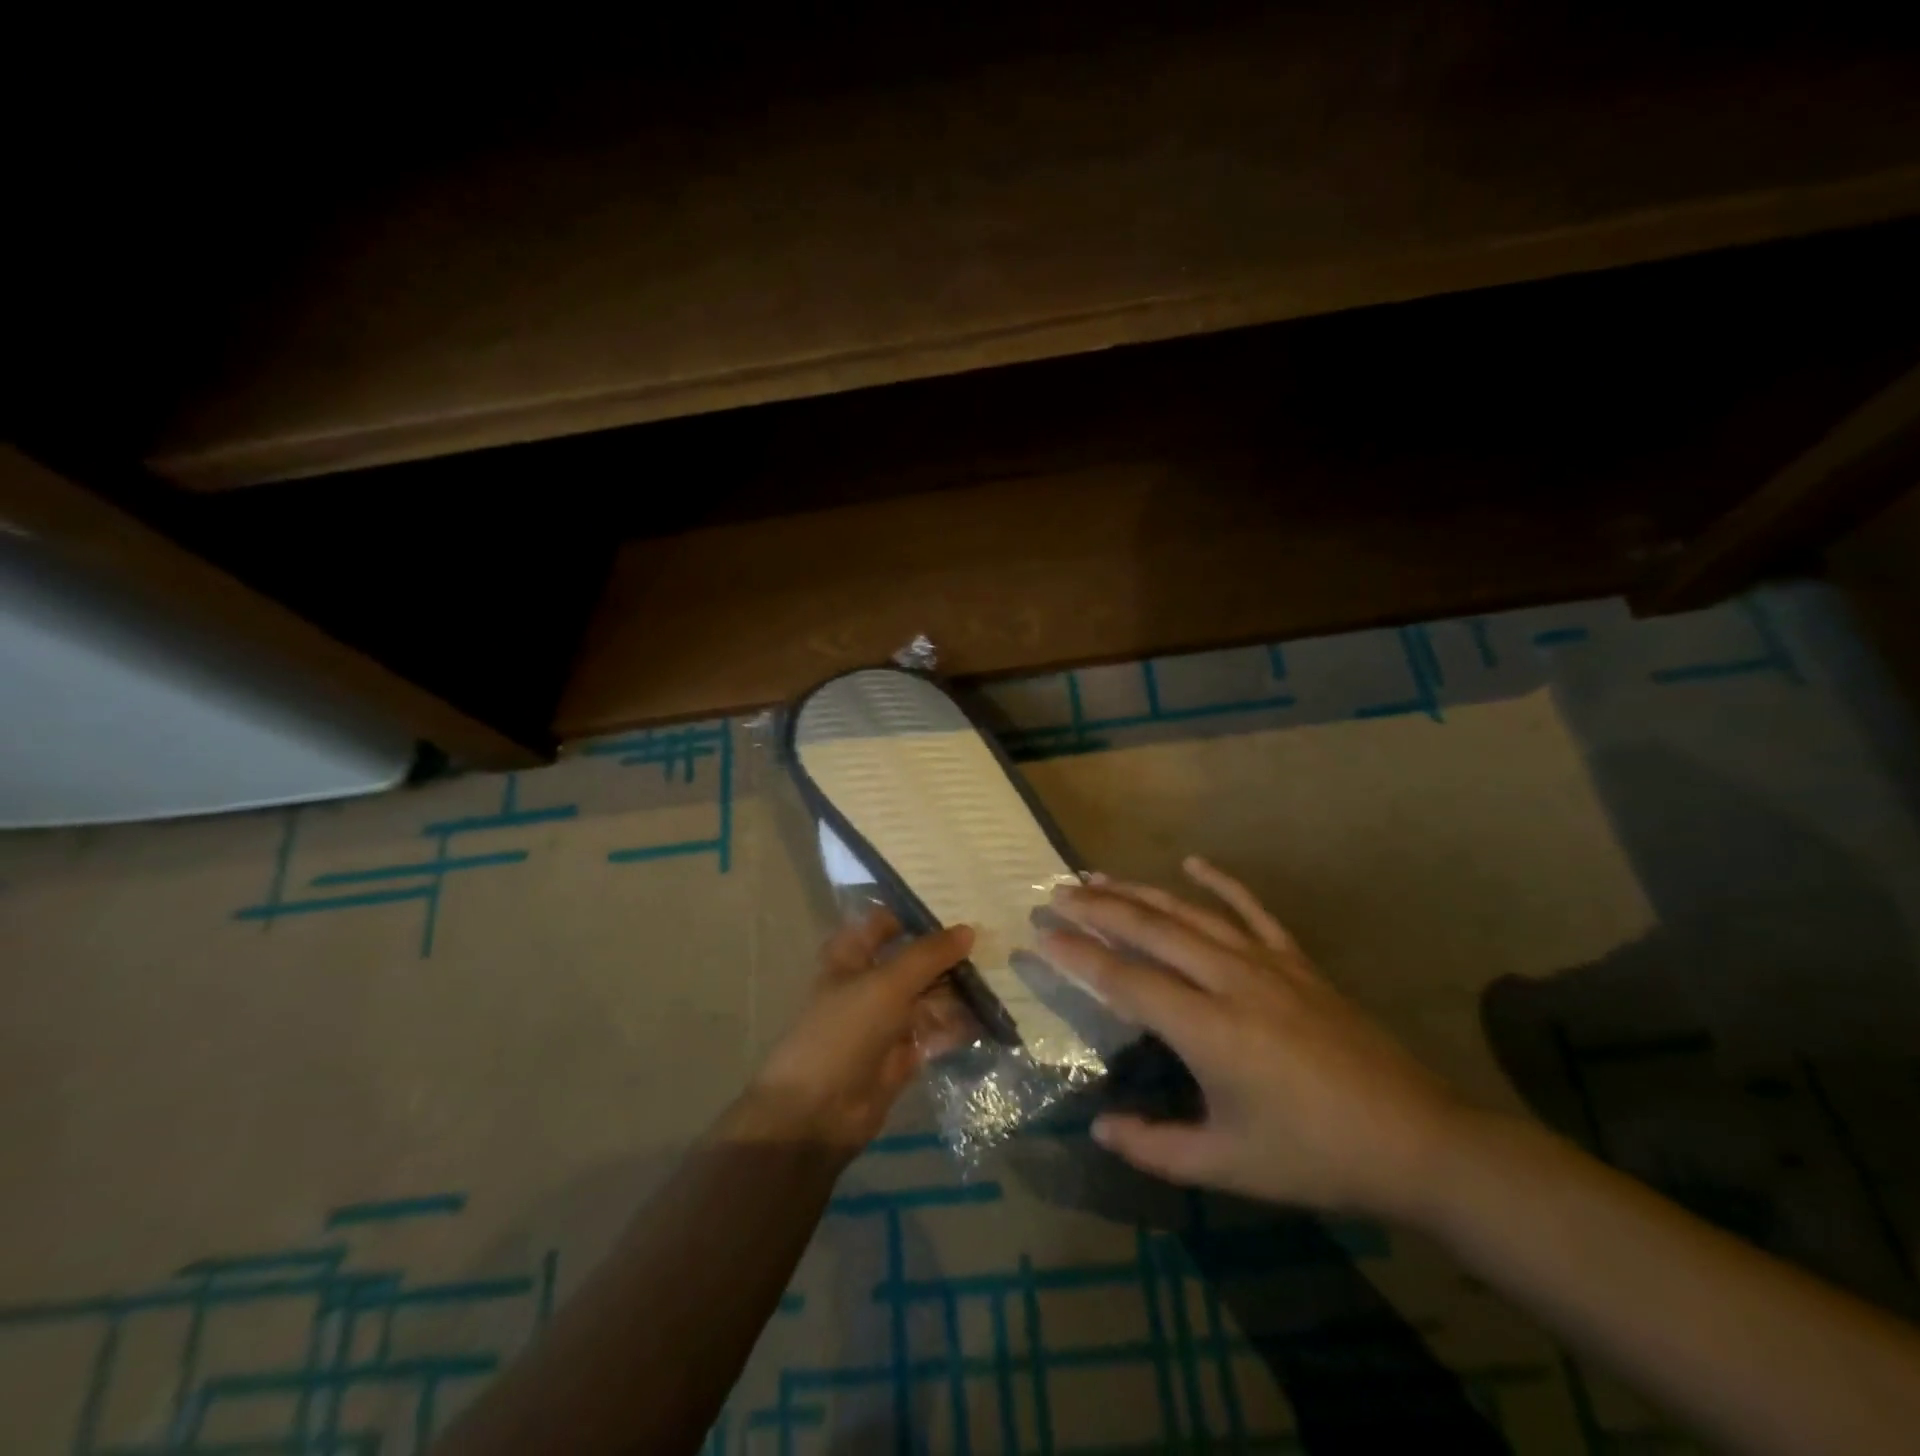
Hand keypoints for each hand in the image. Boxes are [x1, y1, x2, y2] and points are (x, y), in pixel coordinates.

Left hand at [738, 910, 974, 1155]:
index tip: (963, 903)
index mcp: (852, 955)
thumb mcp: (887, 984)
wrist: (817, 1113)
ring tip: (1005, 975)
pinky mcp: (904, 1054)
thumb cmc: (844, 1032)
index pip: (887, 922)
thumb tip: (969, 929)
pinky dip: (961, 1024)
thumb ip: (929, 955)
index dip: (919, 914)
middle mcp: (870, 982)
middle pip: (915, 960)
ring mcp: (888, 1020)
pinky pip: (937, 1031)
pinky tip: (993, 1014)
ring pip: (930, 995)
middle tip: (998, 939)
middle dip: (951, 953)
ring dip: (961, 988)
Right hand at [1040, 857, 1465, 1222]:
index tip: (1041, 933)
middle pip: (1150, 930)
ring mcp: (1267, 964)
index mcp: (1209, 1030)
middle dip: (1097, 909)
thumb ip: (1156, 1149)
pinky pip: (1253, 910)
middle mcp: (1230, 981)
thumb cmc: (1315, 1157)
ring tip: (1098, 876)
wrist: (1417, 1142)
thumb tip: (1099, 1128)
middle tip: (1056, 893)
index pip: (1124, 979)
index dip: (1078, 955)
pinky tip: (1193, 863)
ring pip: (1189, 913)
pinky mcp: (1297, 962)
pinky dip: (1221, 883)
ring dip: (1139, 892)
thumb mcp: (1228, 1166)